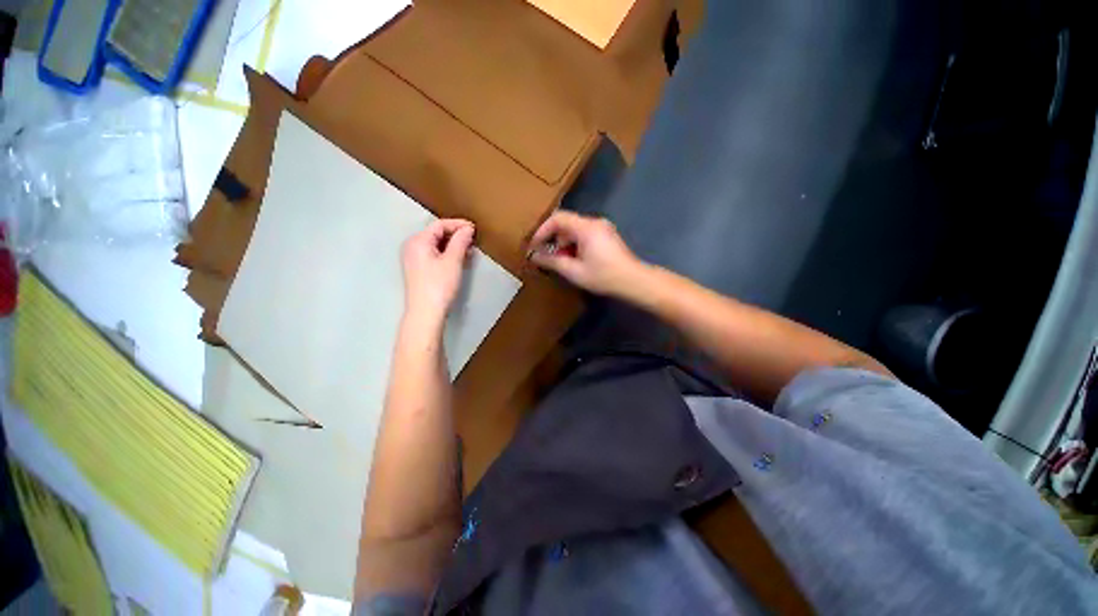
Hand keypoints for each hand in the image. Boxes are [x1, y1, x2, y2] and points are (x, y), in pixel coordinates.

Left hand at [402, 219, 474, 321]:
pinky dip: (447, 254)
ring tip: (469, 250)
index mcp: (418, 241)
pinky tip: (460, 259)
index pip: (439, 225)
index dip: (458, 224)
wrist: (426, 313)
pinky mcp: (418, 269)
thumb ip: (460, 241)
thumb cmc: (439, 285)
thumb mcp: (453, 261)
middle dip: (456, 235)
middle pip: (436, 233)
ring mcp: (414, 259)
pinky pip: (434, 254)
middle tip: (473, 239)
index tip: (474, 228)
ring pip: (436, 245)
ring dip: (453, 245)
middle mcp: (413, 246)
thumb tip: (468, 229)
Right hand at [529, 211, 645, 296]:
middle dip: (554, 240)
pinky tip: (575, 261)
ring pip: (575, 231)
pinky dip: (575, 245)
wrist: (633, 281)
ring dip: (564, 244)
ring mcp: (603, 228)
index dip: (542, 230)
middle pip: (567, 224)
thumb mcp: (574, 271)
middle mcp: (594, 222)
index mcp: (586, 227)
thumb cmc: (603, 276)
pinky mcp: (607, 236)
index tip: (535, 245)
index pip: (558, 218)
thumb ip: (552, 261)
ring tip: (561, 262)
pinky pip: (585, 235)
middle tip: (546, 257)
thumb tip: (534, 256)